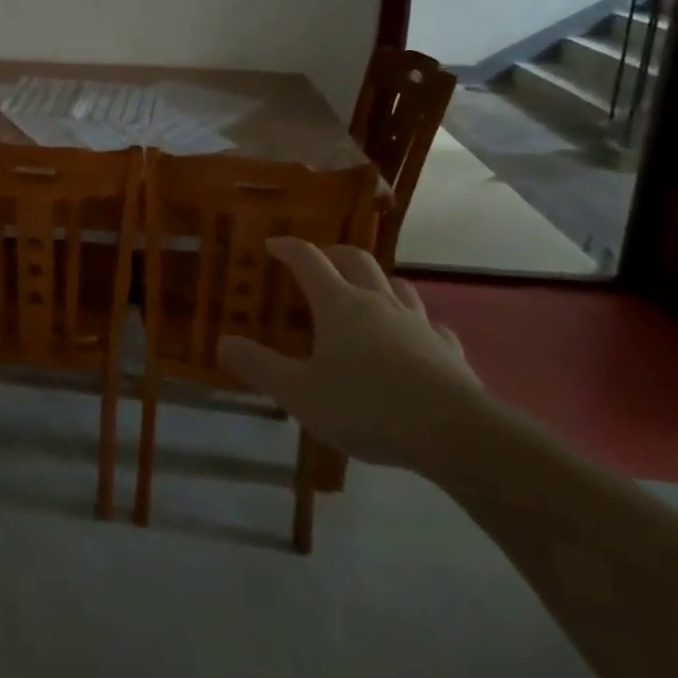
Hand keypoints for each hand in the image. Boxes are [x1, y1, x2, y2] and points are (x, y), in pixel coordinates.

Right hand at [217, 240, 488, 474]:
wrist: (455, 434)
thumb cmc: (367, 406)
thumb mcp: (299, 393)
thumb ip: (259, 367)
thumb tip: (222, 342)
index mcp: (339, 304)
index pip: (308, 260)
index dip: (288, 248)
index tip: (272, 244)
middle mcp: (377, 301)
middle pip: (355, 259)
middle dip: (333, 254)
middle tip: (318, 262)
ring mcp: (418, 323)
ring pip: (397, 284)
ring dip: (378, 281)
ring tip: (367, 293)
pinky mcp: (448, 350)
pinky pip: (432, 325)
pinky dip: (418, 323)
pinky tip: (416, 338)